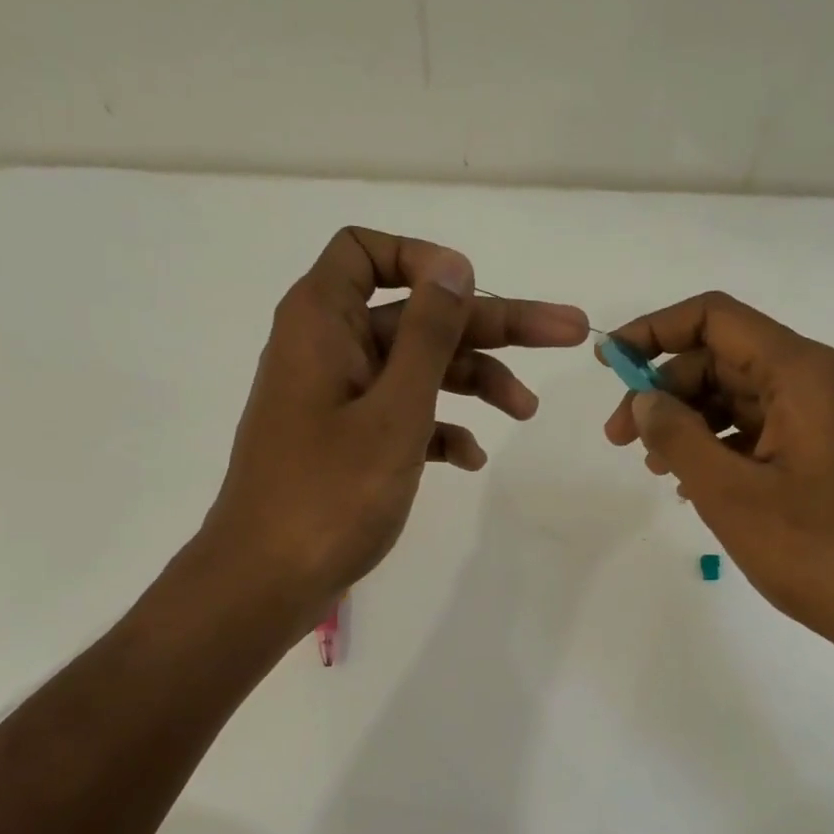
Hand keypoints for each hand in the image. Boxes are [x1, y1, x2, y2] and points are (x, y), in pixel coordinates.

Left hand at [202, 227, 589, 613]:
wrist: (266, 582)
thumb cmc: (330, 493)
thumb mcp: (394, 410)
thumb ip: (428, 335)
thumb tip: (454, 264)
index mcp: (323, 323)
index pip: (366, 252)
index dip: (424, 261)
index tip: (474, 291)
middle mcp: (329, 350)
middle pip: (418, 317)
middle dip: (491, 327)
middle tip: (566, 334)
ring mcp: (339, 400)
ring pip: (418, 370)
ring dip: (475, 383)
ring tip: (526, 412)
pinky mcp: (348, 443)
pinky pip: (403, 417)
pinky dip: (441, 429)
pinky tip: (472, 459)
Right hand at [602, 292, 833, 667]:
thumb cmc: (815, 551)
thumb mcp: (729, 493)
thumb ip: (677, 437)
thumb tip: (643, 400)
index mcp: (802, 373)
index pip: (715, 319)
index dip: (654, 331)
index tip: (609, 364)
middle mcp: (820, 380)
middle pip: (724, 358)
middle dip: (666, 391)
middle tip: (620, 440)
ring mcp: (830, 417)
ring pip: (741, 396)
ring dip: (690, 422)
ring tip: (655, 469)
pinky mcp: (830, 452)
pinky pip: (763, 430)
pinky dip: (721, 446)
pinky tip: (694, 485)